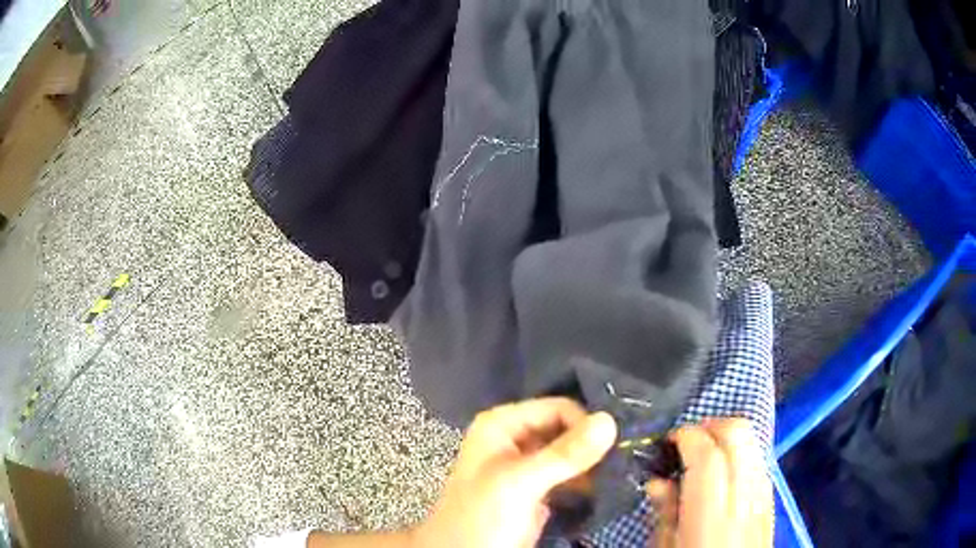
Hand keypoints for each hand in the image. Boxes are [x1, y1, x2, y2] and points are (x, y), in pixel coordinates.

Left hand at [414, 398, 617, 547]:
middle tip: (623, 458)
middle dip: (592, 443)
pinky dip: (586, 479)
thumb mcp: (520, 483)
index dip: (585, 424)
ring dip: (592, 462)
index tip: (614, 446)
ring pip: (569, 452)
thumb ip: (563, 454)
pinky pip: (568, 474)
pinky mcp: (537, 489)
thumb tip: (610, 420)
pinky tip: (604, 487)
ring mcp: (526, 465)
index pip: (557, 408)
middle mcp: (515, 438)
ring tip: (617, 473)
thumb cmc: (482, 517)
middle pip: (565, 428)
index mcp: (502, 425)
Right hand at [646, 418, 772, 547]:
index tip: (668, 440)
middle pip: (739, 435)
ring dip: (727, 436)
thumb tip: (657, 479)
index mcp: (712, 516)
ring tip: (703, 453)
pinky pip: (758, 459)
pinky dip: (741, 452)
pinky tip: (723, 470)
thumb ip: (665, 513)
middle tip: (686, 442)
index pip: (708, 455)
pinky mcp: (770, 500)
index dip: (687, 436)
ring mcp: (763, 496)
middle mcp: (744, 497)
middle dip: (711, 426)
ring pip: (753, 442)